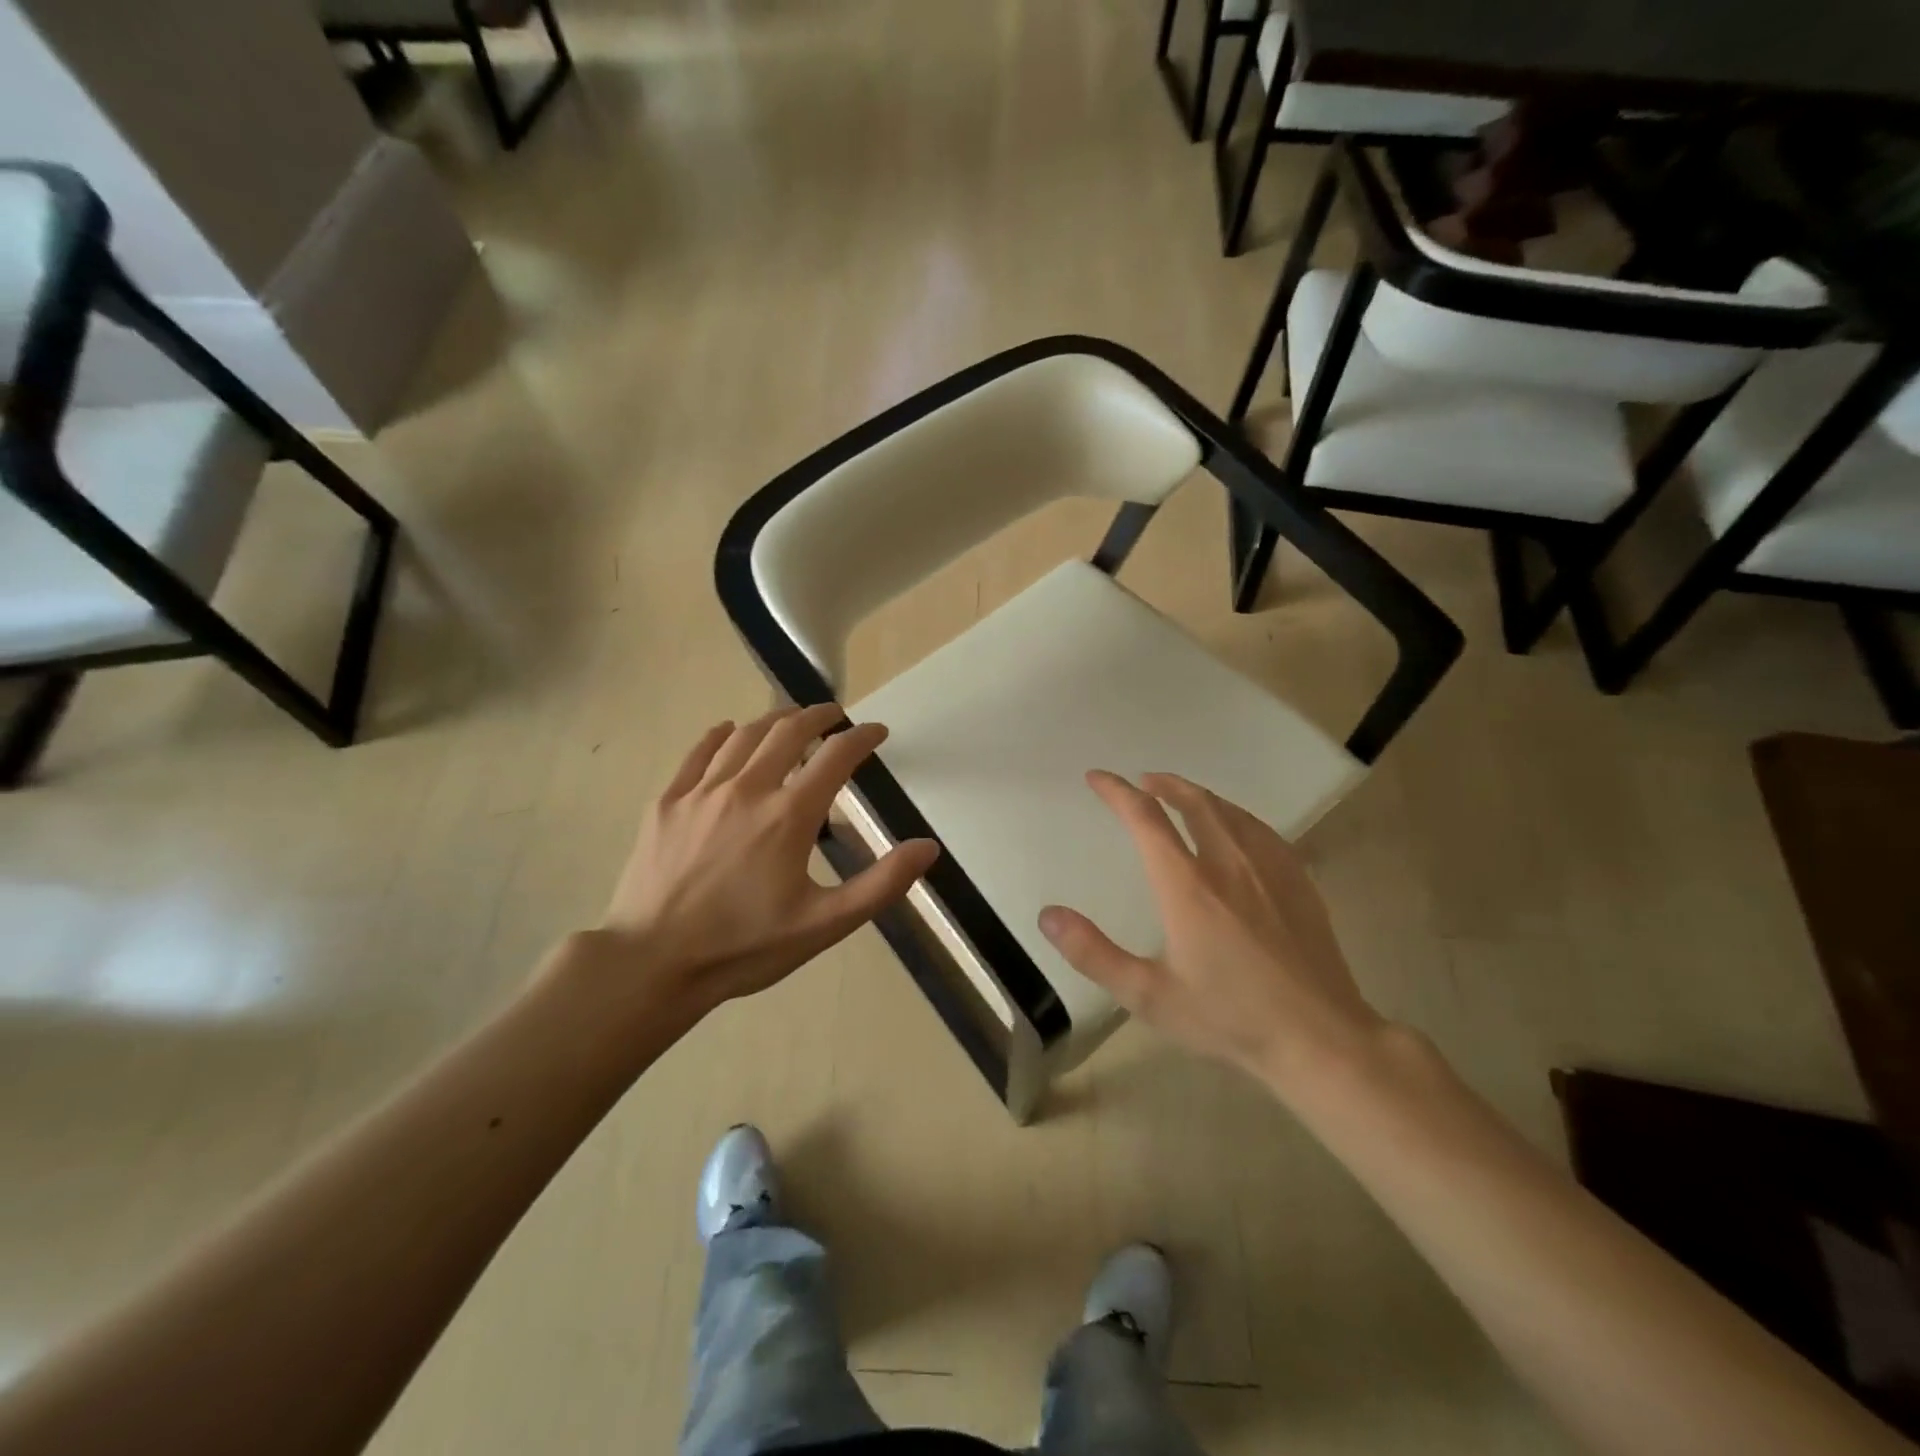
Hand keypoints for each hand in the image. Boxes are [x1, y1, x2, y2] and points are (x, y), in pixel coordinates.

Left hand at [575, 705, 938, 1018]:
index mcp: (789, 815)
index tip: (877, 732)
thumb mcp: (824, 924)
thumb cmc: (744, 947)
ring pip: (744, 735)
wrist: (652, 964)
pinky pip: (698, 753)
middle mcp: (747, 789)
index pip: (836, 757)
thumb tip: (928, 847)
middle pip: (788, 732)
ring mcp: (701, 792)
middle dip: (818, 716)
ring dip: (774, 720)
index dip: (862, 738)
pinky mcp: (666, 803)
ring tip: (790, 719)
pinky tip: (728, 731)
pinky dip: (720, 735)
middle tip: (835, 715)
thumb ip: (881, 884)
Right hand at [1038, 771, 1384, 1084]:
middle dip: (1163, 784)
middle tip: (1142, 781)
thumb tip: (1048, 915)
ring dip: (1199, 795)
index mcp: (1187, 885)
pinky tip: (1237, 828)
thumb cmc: (1229, 1018)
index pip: (1146, 819)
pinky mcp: (1299, 882)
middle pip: (1193, 802)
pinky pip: (1261, 830)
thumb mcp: (1148, 996)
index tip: (1097, 778)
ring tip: (1182, 796)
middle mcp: (1228, 863)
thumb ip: (1093, 953)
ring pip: (1229, 811)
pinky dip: (1236, 816)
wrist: (1320, 1039)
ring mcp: (1269, 869)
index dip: (1117, 792)